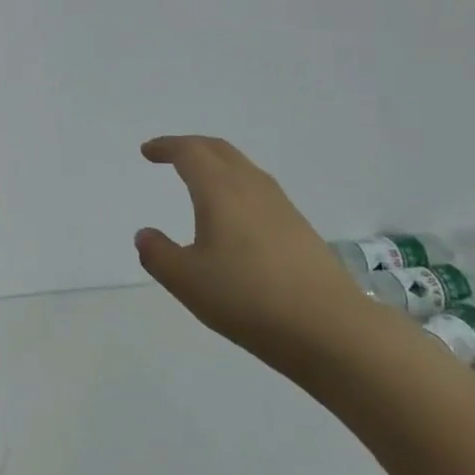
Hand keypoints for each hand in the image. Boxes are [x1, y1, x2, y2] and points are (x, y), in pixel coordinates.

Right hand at [134, 136, 372, 371]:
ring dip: (216, 164)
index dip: (165, 147)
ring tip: (198, 180)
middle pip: (219, 150)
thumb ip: (158, 254)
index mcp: (220, 191)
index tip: (147, 152)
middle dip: (190, 147)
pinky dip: (235, 185)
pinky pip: (258, 189)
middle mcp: (251, 187)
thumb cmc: (247, 298)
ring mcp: (280, 206)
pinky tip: (233, 215)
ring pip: (243, 168)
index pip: (189, 152)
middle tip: (169, 156)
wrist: (330, 328)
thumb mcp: (186, 281)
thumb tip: (145, 234)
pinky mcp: (299, 228)